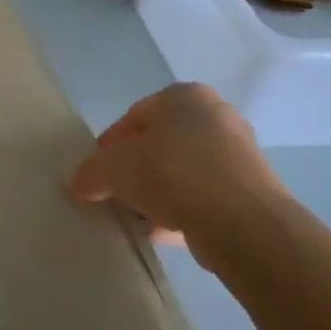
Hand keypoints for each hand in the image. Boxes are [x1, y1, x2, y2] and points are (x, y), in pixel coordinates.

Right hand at [68, 83, 286, 255]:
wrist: (242, 222)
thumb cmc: (171, 174)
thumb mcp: (112, 169)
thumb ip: (90, 172)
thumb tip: (78, 183)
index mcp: (184, 97)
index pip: (134, 116)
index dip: (109, 145)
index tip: (96, 173)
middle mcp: (216, 116)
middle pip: (159, 145)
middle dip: (134, 171)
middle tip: (113, 194)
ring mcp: (238, 154)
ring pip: (181, 173)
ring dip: (156, 194)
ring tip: (135, 218)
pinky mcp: (251, 191)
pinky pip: (203, 197)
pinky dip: (181, 211)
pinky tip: (160, 232)